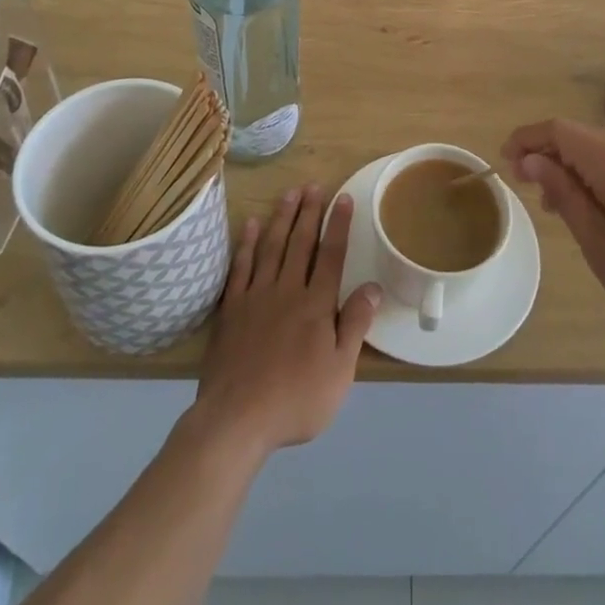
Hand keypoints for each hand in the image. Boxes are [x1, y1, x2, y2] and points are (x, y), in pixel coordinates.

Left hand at [194, 189, 379, 456]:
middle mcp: (287, 290)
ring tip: (289, 194)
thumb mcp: (340, 371)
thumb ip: (355, 325)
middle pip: (300, 243)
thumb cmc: (296, 400)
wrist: (236, 419)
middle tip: (313, 185)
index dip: (338, 225)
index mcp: (316, 305)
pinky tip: (251, 225)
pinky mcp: (231, 309)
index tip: (343, 198)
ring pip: (271, 247)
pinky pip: (240, 266)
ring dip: (281, 218)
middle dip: (309, 212)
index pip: (331, 255)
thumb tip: (373, 286)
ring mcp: (255, 296)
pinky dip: (247, 243)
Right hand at [503, 120, 604, 361]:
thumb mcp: (599, 242)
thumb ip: (563, 194)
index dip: (527, 140)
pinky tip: (600, 210)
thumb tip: (532, 161)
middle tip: (530, 192)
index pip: (558, 130)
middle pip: (582, 137)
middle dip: (550, 156)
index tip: (505, 163)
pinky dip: (602, 176)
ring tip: (560, 207)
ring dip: (576, 168)